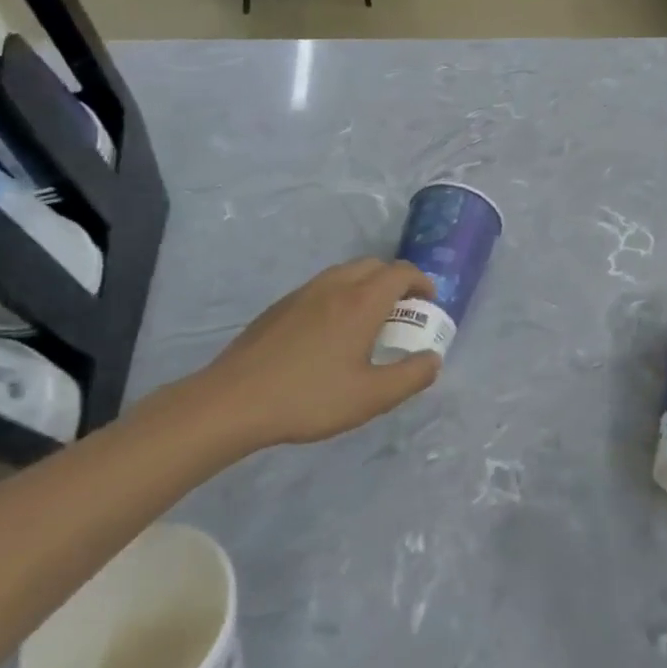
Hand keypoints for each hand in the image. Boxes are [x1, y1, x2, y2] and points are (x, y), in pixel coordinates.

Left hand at [133, 260, 440, 461]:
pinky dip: (340, 297)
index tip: (429, 304)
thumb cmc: (309, 398)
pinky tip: (331, 334)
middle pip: (374, 265)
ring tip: (369, 323)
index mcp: (361, 301)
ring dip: (366, 287)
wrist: (233, 401)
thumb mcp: (371, 397)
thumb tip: (433, 359)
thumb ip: (411, 376)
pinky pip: (322, 288)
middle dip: (396, 281)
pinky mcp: (279, 307)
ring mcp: (303, 293)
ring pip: (345, 273)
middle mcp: (334, 286)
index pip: (401, 273)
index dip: (422, 283)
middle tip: (402, 314)